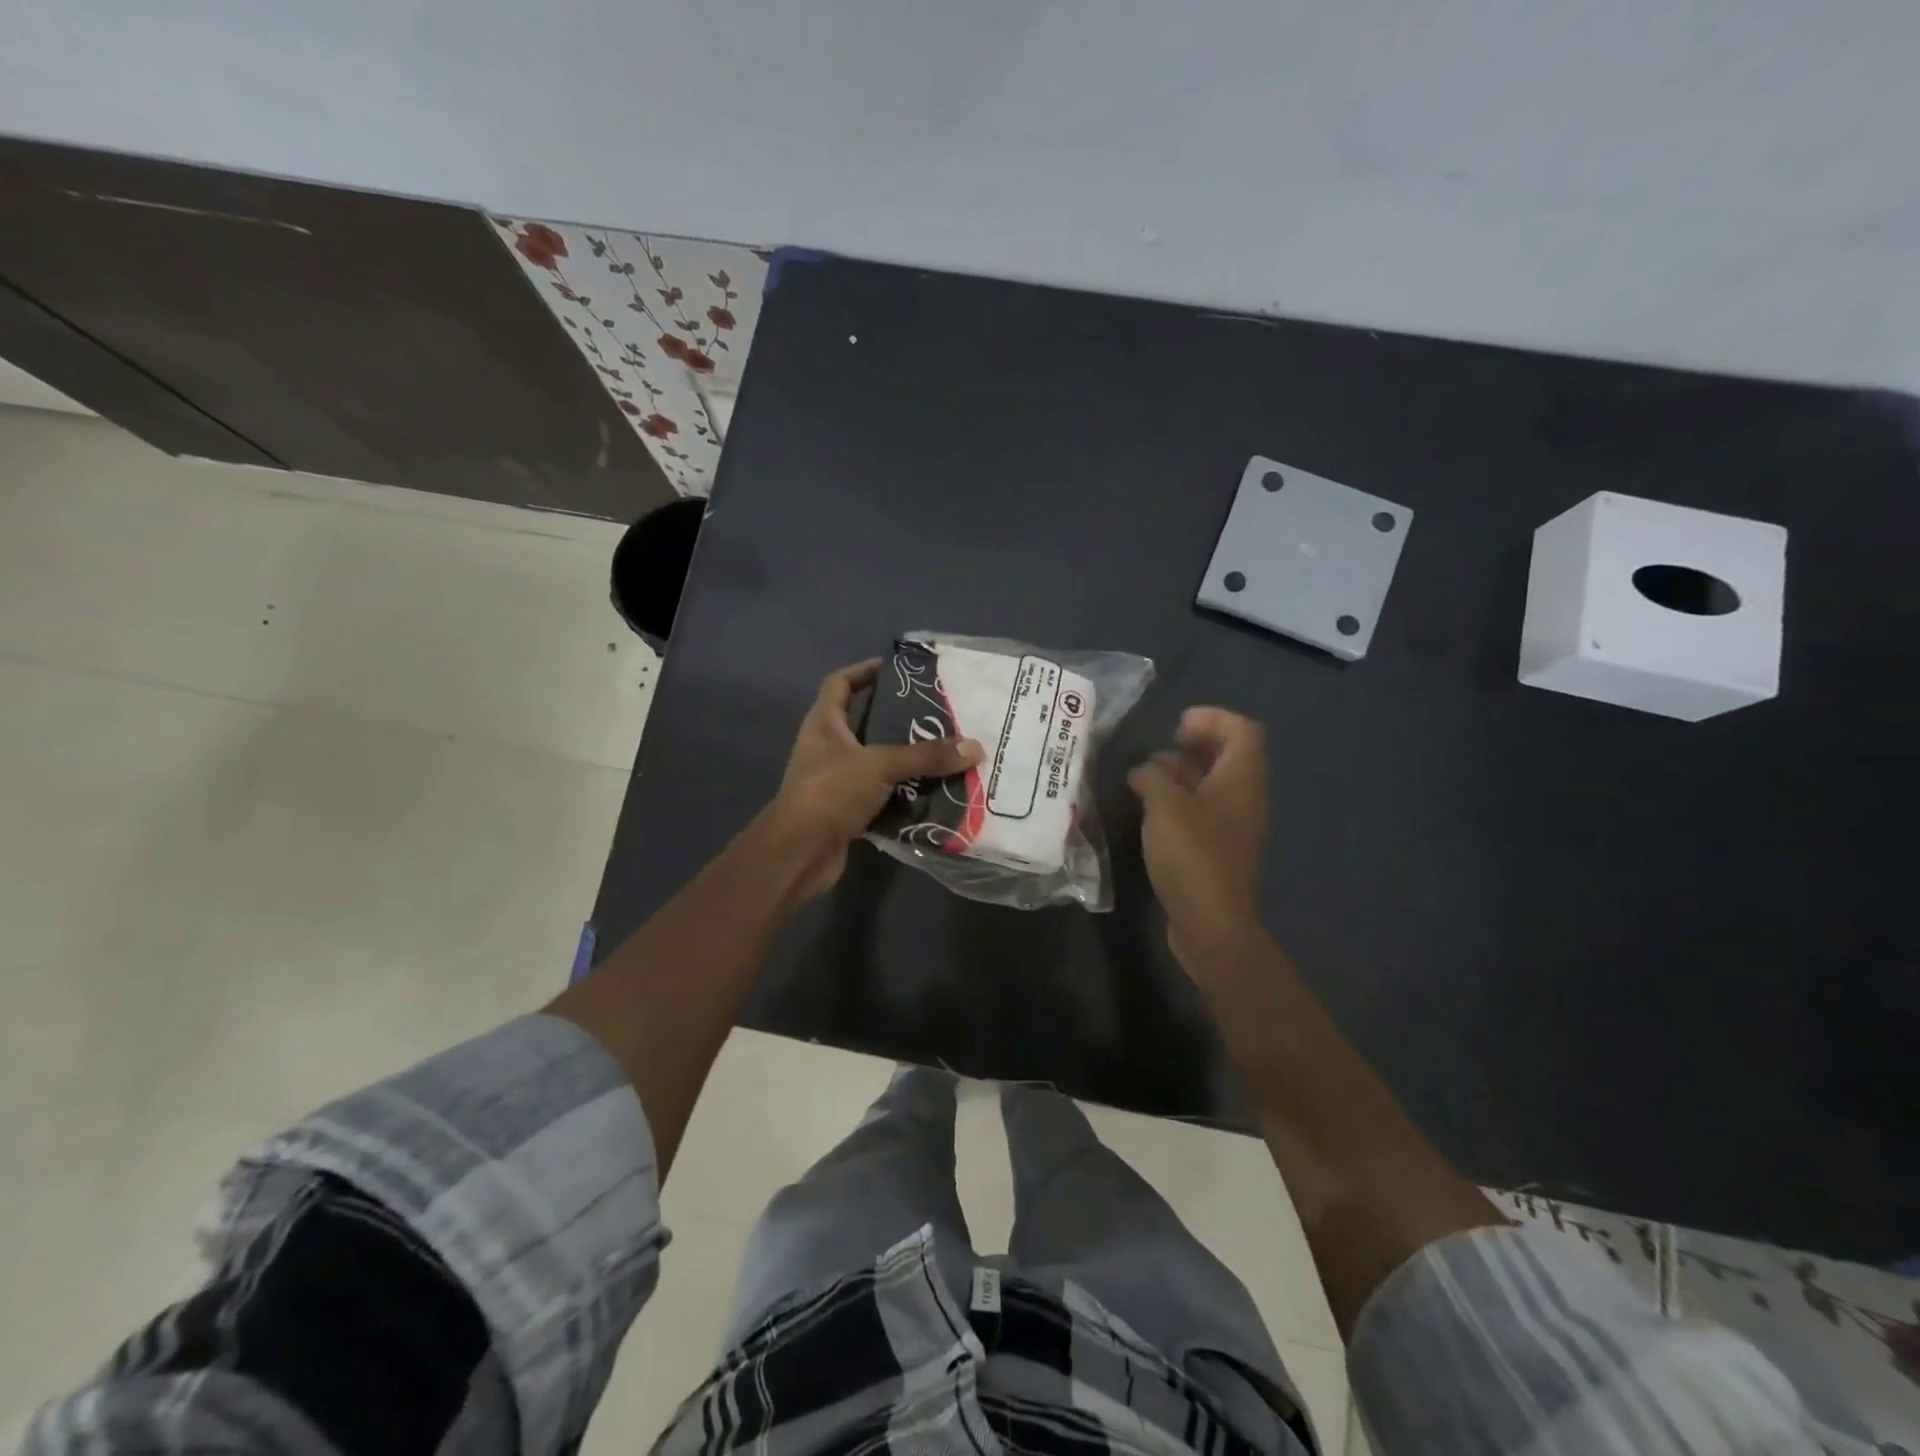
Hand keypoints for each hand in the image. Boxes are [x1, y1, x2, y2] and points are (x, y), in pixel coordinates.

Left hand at [767, 659, 982, 901]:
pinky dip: (905, 794)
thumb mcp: (880, 764)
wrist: (800, 853)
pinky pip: (882, 795)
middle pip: (864, 723)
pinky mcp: (847, 811)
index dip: (864, 671)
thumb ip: (925, 755)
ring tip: (943, 751)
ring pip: (877, 762)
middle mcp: (827, 748)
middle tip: (937, 714)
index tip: (897, 669)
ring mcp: (836, 781)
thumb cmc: (830, 792)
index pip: (840, 683)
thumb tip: (974, 747)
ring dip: (905, 759)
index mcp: (824, 724)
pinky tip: (934, 791)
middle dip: (898, 719)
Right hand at [1128, 707, 1268, 974]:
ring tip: (1145, 776)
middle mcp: (1243, 798)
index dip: (1213, 718)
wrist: (1211, 924)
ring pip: (1212, 784)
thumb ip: (1152, 777)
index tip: (1177, 724)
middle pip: (1228, 756)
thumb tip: (1144, 771)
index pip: (1243, 730)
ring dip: (1182, 773)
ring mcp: (1231, 826)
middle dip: (1194, 744)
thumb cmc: (1192, 856)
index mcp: (1241, 780)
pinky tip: (1148, 810)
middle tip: (1159, 749)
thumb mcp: (1165, 806)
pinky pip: (1201, 810)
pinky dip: (1178, 800)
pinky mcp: (1216, 849)